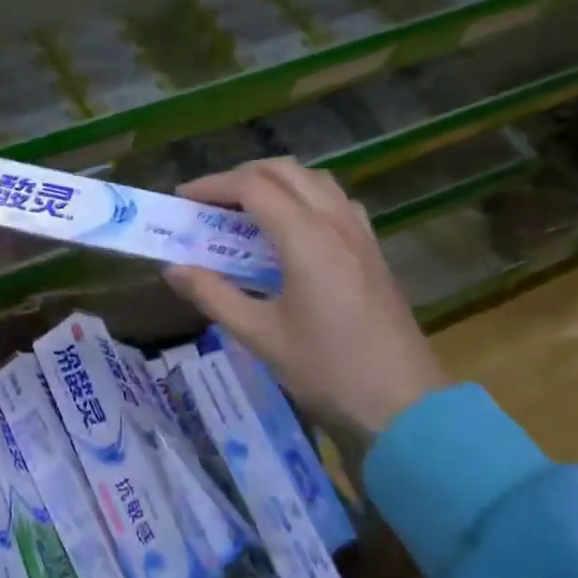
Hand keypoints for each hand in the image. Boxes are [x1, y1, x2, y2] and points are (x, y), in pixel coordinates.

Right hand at [165, 158, 446, 451]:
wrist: (404, 405)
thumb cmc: (326, 370)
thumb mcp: (259, 336)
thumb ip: (213, 295)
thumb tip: (173, 269)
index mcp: (306, 238)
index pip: (253, 187)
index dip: (213, 185)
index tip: (182, 199)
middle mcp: (336, 223)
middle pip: (286, 171)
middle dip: (242, 176)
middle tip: (210, 202)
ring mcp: (360, 234)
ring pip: (315, 181)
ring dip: (276, 182)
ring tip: (246, 211)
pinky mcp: (373, 251)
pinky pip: (336, 202)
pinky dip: (305, 198)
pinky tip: (292, 231)